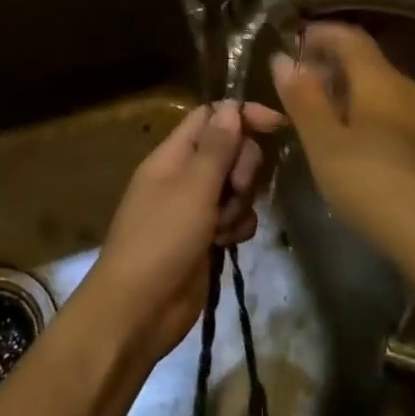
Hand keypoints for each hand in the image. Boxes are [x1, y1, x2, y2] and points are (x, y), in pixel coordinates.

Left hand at [84, 101, 283, 364]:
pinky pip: (235, 218)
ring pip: (237, 187)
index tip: (276, 125)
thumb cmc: (161, 240)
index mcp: (173, 155)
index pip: (211, 117)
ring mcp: (195, 208)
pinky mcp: (206, 238)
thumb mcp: (193, 188)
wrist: (138, 310)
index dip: (242, 116)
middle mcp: (185, 176)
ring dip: (240, 203)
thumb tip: (231, 105)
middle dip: (243, 168)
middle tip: (234, 190)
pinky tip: (227, 244)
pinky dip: (236, 227)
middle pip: (230, 150)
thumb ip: (217, 146)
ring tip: (222, 226)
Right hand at [270, 23, 414, 273]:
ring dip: (353, 95)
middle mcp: (411, 90)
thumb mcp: (324, 144)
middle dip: (333, 67)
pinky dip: (372, 119)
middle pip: (369, 64)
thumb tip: (283, 59)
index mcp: (381, 80)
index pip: (350, 38)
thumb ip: (303, 99)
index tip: (295, 41)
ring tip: (324, 118)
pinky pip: (399, 119)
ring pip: (385, 93)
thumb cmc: (373, 184)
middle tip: (301, 85)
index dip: (321, 34)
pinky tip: (359, 148)